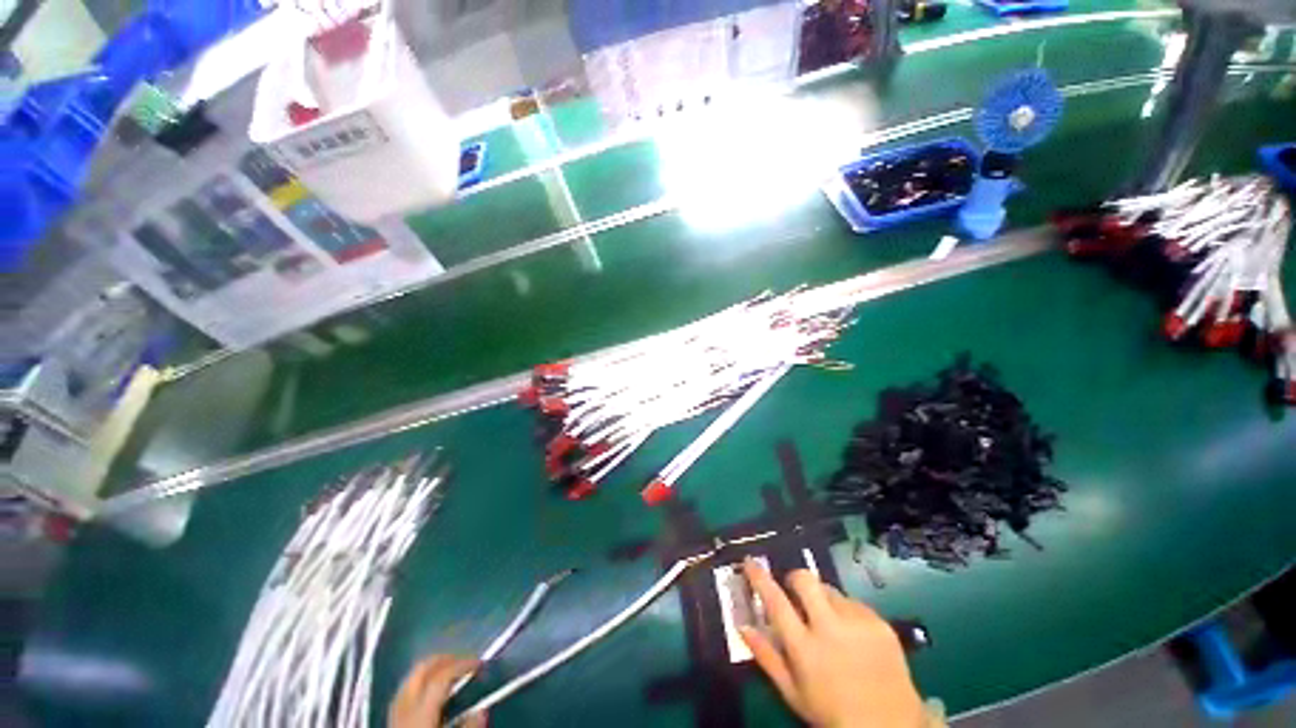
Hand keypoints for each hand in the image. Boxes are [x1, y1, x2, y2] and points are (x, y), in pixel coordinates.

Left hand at [389, 655, 485, 727]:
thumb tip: (482, 711)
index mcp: (420, 714)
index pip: (441, 677)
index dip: (462, 665)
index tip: (481, 664)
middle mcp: (403, 709)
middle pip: (421, 670)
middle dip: (445, 660)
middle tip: (465, 662)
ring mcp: (393, 715)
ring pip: (410, 679)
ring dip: (432, 670)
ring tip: (451, 673)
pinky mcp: (390, 723)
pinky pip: (404, 693)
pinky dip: (420, 684)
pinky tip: (432, 694)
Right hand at [740, 560, 925, 727]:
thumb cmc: (832, 713)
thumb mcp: (793, 693)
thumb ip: (766, 657)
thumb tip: (743, 626)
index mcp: (805, 648)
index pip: (775, 601)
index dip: (759, 577)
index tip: (750, 562)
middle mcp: (831, 629)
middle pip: (805, 580)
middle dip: (794, 578)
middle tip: (793, 590)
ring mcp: (859, 624)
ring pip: (830, 590)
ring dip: (822, 599)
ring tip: (828, 623)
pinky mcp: (880, 623)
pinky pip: (854, 603)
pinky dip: (845, 611)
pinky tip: (851, 634)